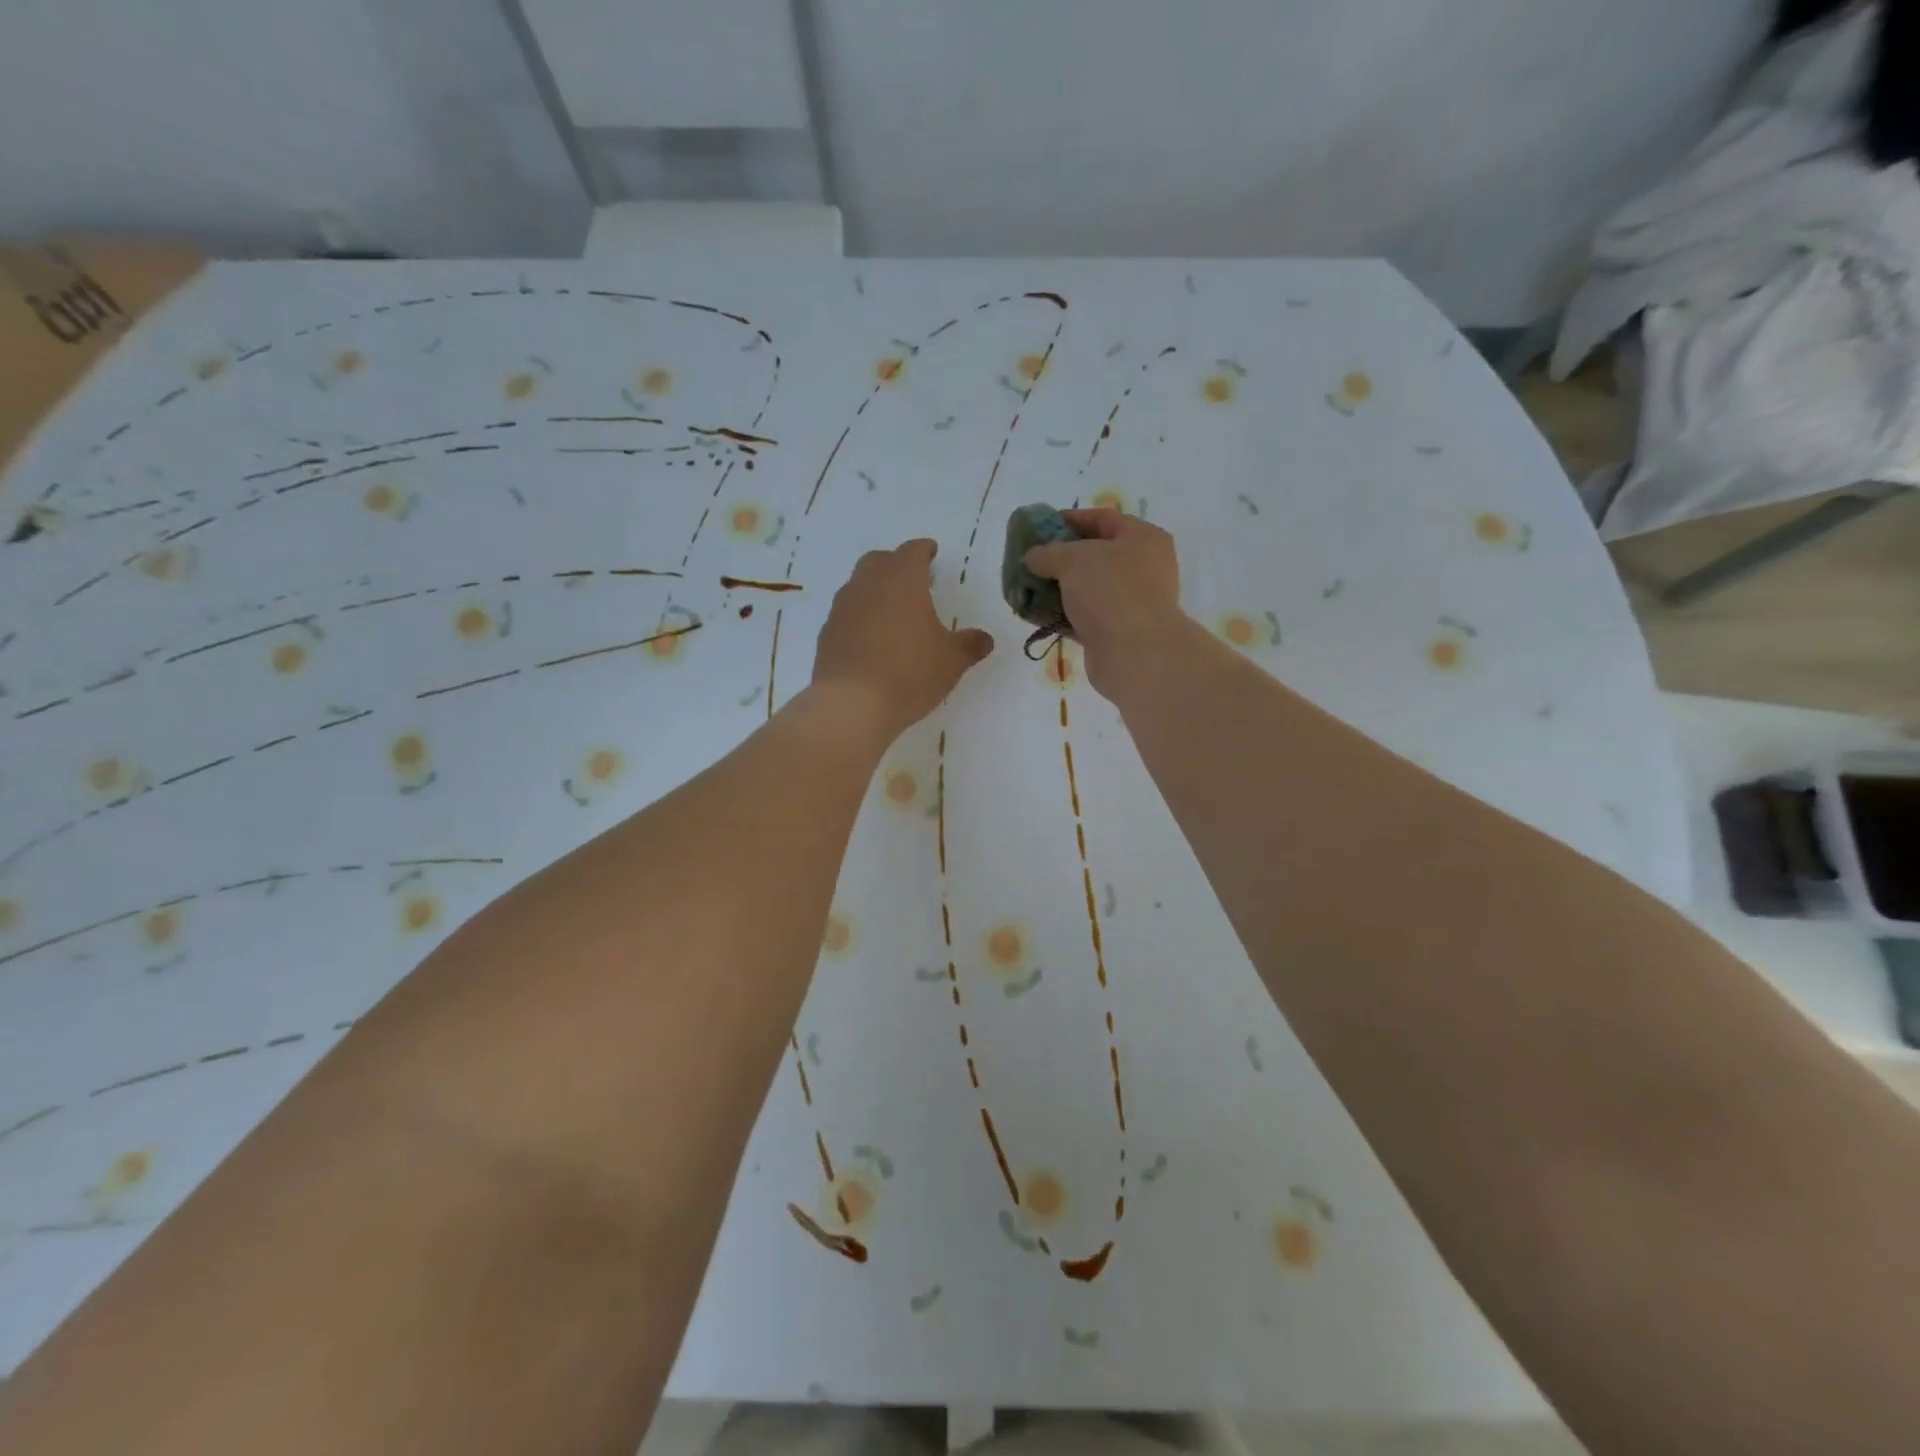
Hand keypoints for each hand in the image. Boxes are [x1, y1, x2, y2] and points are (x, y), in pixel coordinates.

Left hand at [811, 539, 994, 739]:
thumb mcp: (951, 662)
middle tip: (912, 580)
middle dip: (896, 565)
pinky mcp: (827, 633)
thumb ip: (969, 645)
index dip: (924, 550)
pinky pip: (847, 614)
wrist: (852, 704)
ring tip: (892, 611)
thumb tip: (985, 639)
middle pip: (880, 561)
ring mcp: (843, 607)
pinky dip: (860, 617)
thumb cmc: (909, 673)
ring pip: (859, 585)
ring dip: (875, 591)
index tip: (931, 552)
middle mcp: (868, 584)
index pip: (913, 551)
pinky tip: (871, 639)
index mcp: (902, 579)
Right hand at [1023, 509, 1181, 696]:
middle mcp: (1143, 567)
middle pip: (1094, 555)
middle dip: (1058, 558)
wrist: (1134, 653)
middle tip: (1030, 561)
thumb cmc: (1110, 590)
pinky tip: (1034, 614)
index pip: (1102, 518)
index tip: (1038, 528)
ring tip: (1025, 588)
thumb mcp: (1072, 559)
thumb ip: (1047, 552)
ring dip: (1056, 589)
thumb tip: (1033, 557)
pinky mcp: (1117, 632)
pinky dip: (1060, 615)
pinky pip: (1083, 617)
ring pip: (1087, 589)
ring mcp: (1131, 602)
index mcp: (1143, 538)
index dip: (1068, 519)